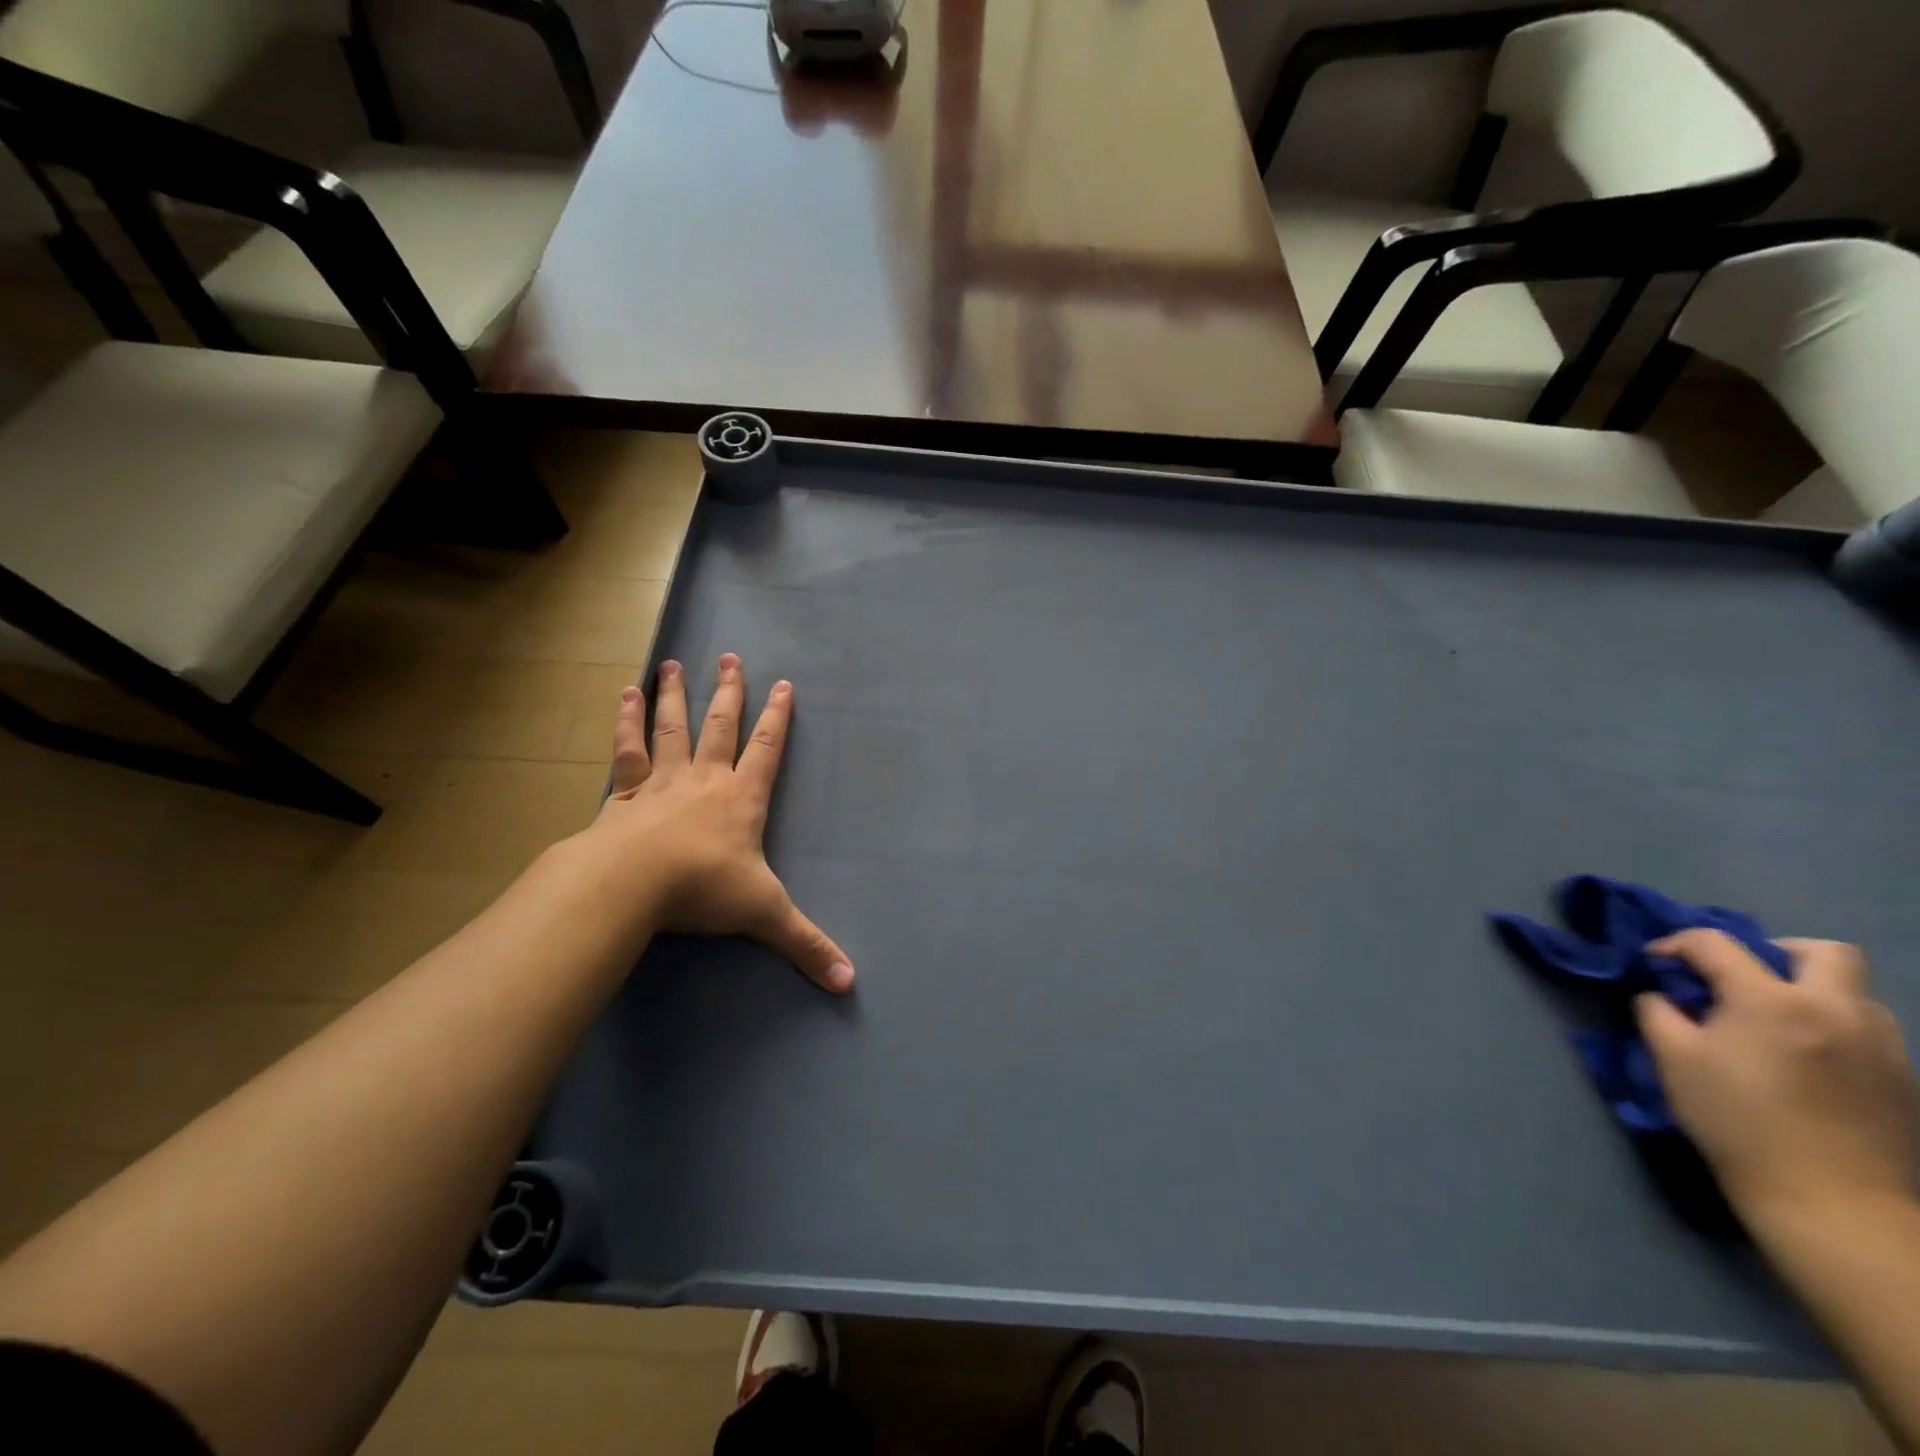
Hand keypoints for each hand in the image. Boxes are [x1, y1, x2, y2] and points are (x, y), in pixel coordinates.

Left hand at [580, 653, 853, 992]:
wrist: (631, 883)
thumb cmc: (703, 889)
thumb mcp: (764, 915)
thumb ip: (806, 945)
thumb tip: (850, 983)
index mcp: (742, 798)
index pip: (767, 749)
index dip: (777, 718)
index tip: (782, 684)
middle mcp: (705, 778)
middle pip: (721, 725)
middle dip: (729, 692)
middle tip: (730, 656)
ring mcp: (662, 781)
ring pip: (672, 727)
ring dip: (674, 695)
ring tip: (672, 663)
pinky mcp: (625, 793)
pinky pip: (627, 750)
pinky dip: (625, 723)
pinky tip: (623, 695)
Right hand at [1637, 931, 1917, 1223]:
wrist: (1831, 1203)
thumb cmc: (1738, 1123)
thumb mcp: (1672, 1060)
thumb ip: (1658, 1011)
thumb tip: (1659, 993)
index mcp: (1771, 1000)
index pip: (1715, 943)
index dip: (1675, 944)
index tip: (1655, 964)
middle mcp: (1835, 1010)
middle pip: (1822, 952)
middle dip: (1775, 953)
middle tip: (1740, 981)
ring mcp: (1880, 1045)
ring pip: (1852, 992)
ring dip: (1809, 992)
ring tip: (1773, 1023)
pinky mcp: (1902, 1078)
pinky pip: (1865, 1029)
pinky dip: (1831, 1027)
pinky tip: (1805, 1059)